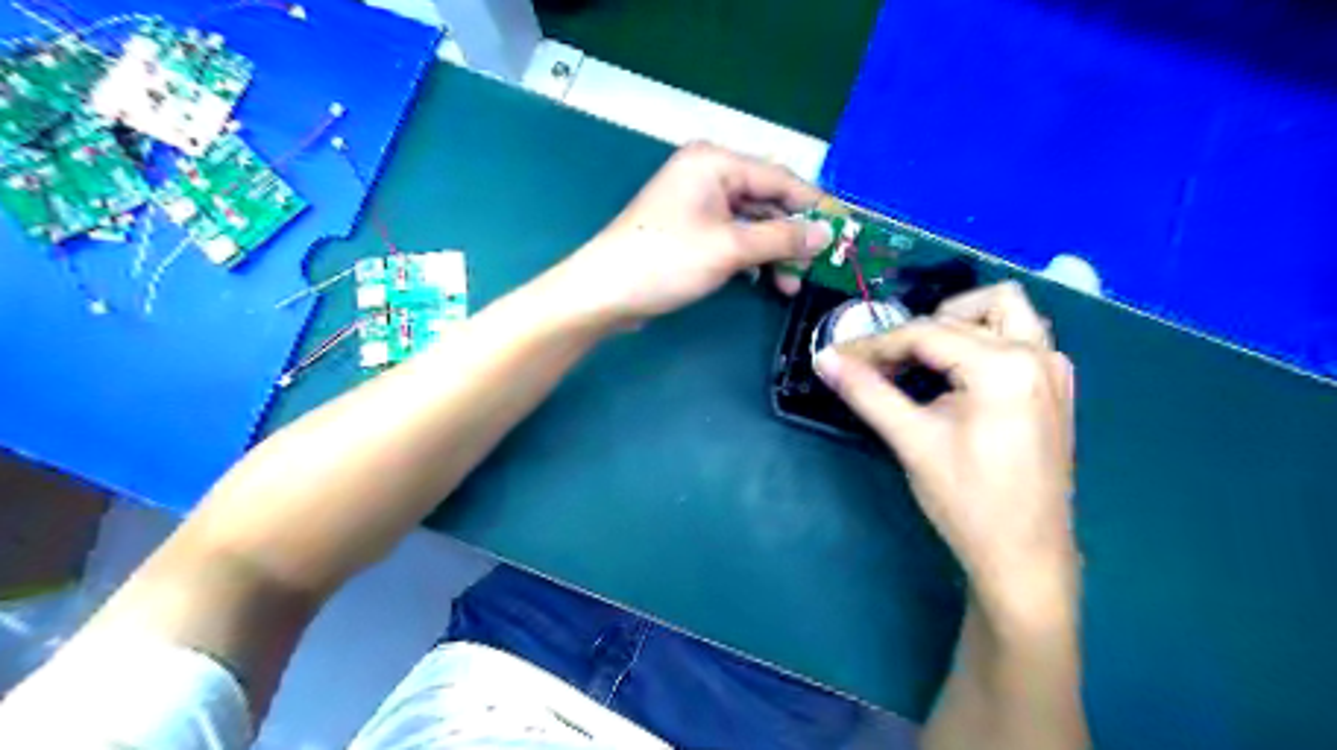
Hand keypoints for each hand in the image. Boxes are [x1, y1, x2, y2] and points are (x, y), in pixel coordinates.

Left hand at [552, 140, 824, 320]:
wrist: (606, 293)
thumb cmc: (667, 260)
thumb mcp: (730, 248)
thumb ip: (782, 239)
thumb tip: (827, 233)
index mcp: (715, 163)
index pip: (779, 179)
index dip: (814, 205)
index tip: (845, 230)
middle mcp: (709, 176)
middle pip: (767, 202)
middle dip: (792, 237)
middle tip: (815, 268)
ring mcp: (698, 205)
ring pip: (752, 225)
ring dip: (773, 254)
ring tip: (790, 285)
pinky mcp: (692, 232)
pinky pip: (734, 239)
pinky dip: (752, 259)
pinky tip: (765, 282)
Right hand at [815, 283, 1072, 612]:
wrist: (1025, 556)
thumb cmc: (968, 502)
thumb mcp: (913, 442)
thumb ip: (867, 392)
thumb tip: (825, 359)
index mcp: (1004, 367)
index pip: (925, 334)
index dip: (875, 344)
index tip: (840, 357)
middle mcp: (1037, 354)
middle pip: (959, 316)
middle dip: (910, 335)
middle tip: (878, 366)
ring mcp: (1053, 368)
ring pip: (1002, 309)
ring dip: (957, 321)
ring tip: (921, 356)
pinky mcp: (1055, 385)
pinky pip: (1019, 334)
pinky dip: (982, 337)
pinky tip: (957, 372)